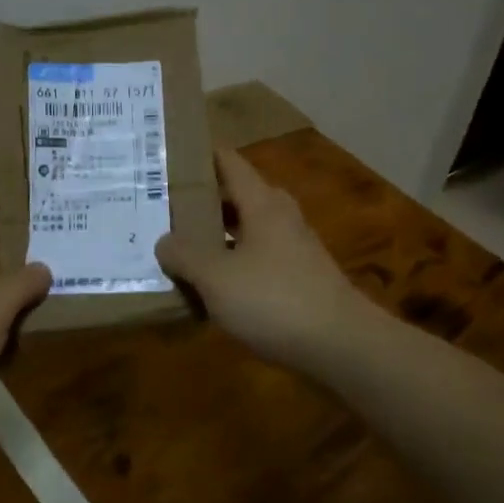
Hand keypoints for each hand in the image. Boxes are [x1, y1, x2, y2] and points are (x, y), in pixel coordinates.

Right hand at [155, 149, 373, 368]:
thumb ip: (185, 255)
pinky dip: (231, 263)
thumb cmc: (275, 300)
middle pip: (236, 195)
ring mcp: (293, 248)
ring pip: (246, 229)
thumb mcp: (216, 277)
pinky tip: (210, 285)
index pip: (228, 162)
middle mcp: (280, 217)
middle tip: (161, 204)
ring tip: (177, 244)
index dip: (198, 155)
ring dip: (215, 234)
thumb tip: (164, 242)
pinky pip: (256, 259)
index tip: (166, 156)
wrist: (342, 347)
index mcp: (262, 203)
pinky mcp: (299, 279)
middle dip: (200, 198)